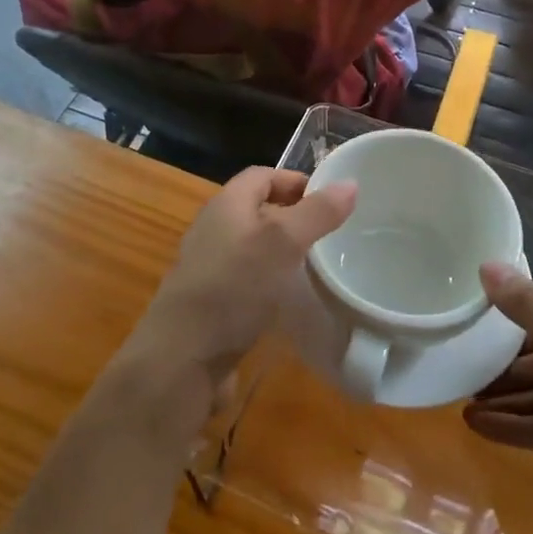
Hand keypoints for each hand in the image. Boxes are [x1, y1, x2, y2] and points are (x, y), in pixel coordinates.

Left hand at [120, 167, 355, 426]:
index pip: (262, 176)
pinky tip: (288, 301)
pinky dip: (269, 282)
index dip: (295, 181)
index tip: (331, 200)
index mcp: (226, 205)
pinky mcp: (211, 302)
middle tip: (330, 234)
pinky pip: (246, 280)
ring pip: (253, 247)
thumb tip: (349, 183)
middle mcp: (213, 230)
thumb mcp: (282, 243)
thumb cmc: (234, 287)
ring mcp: (209, 268)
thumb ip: (316, 213)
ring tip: (317, 266)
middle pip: (257, 210)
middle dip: (293, 217)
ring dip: (282, 252)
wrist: (183, 357)